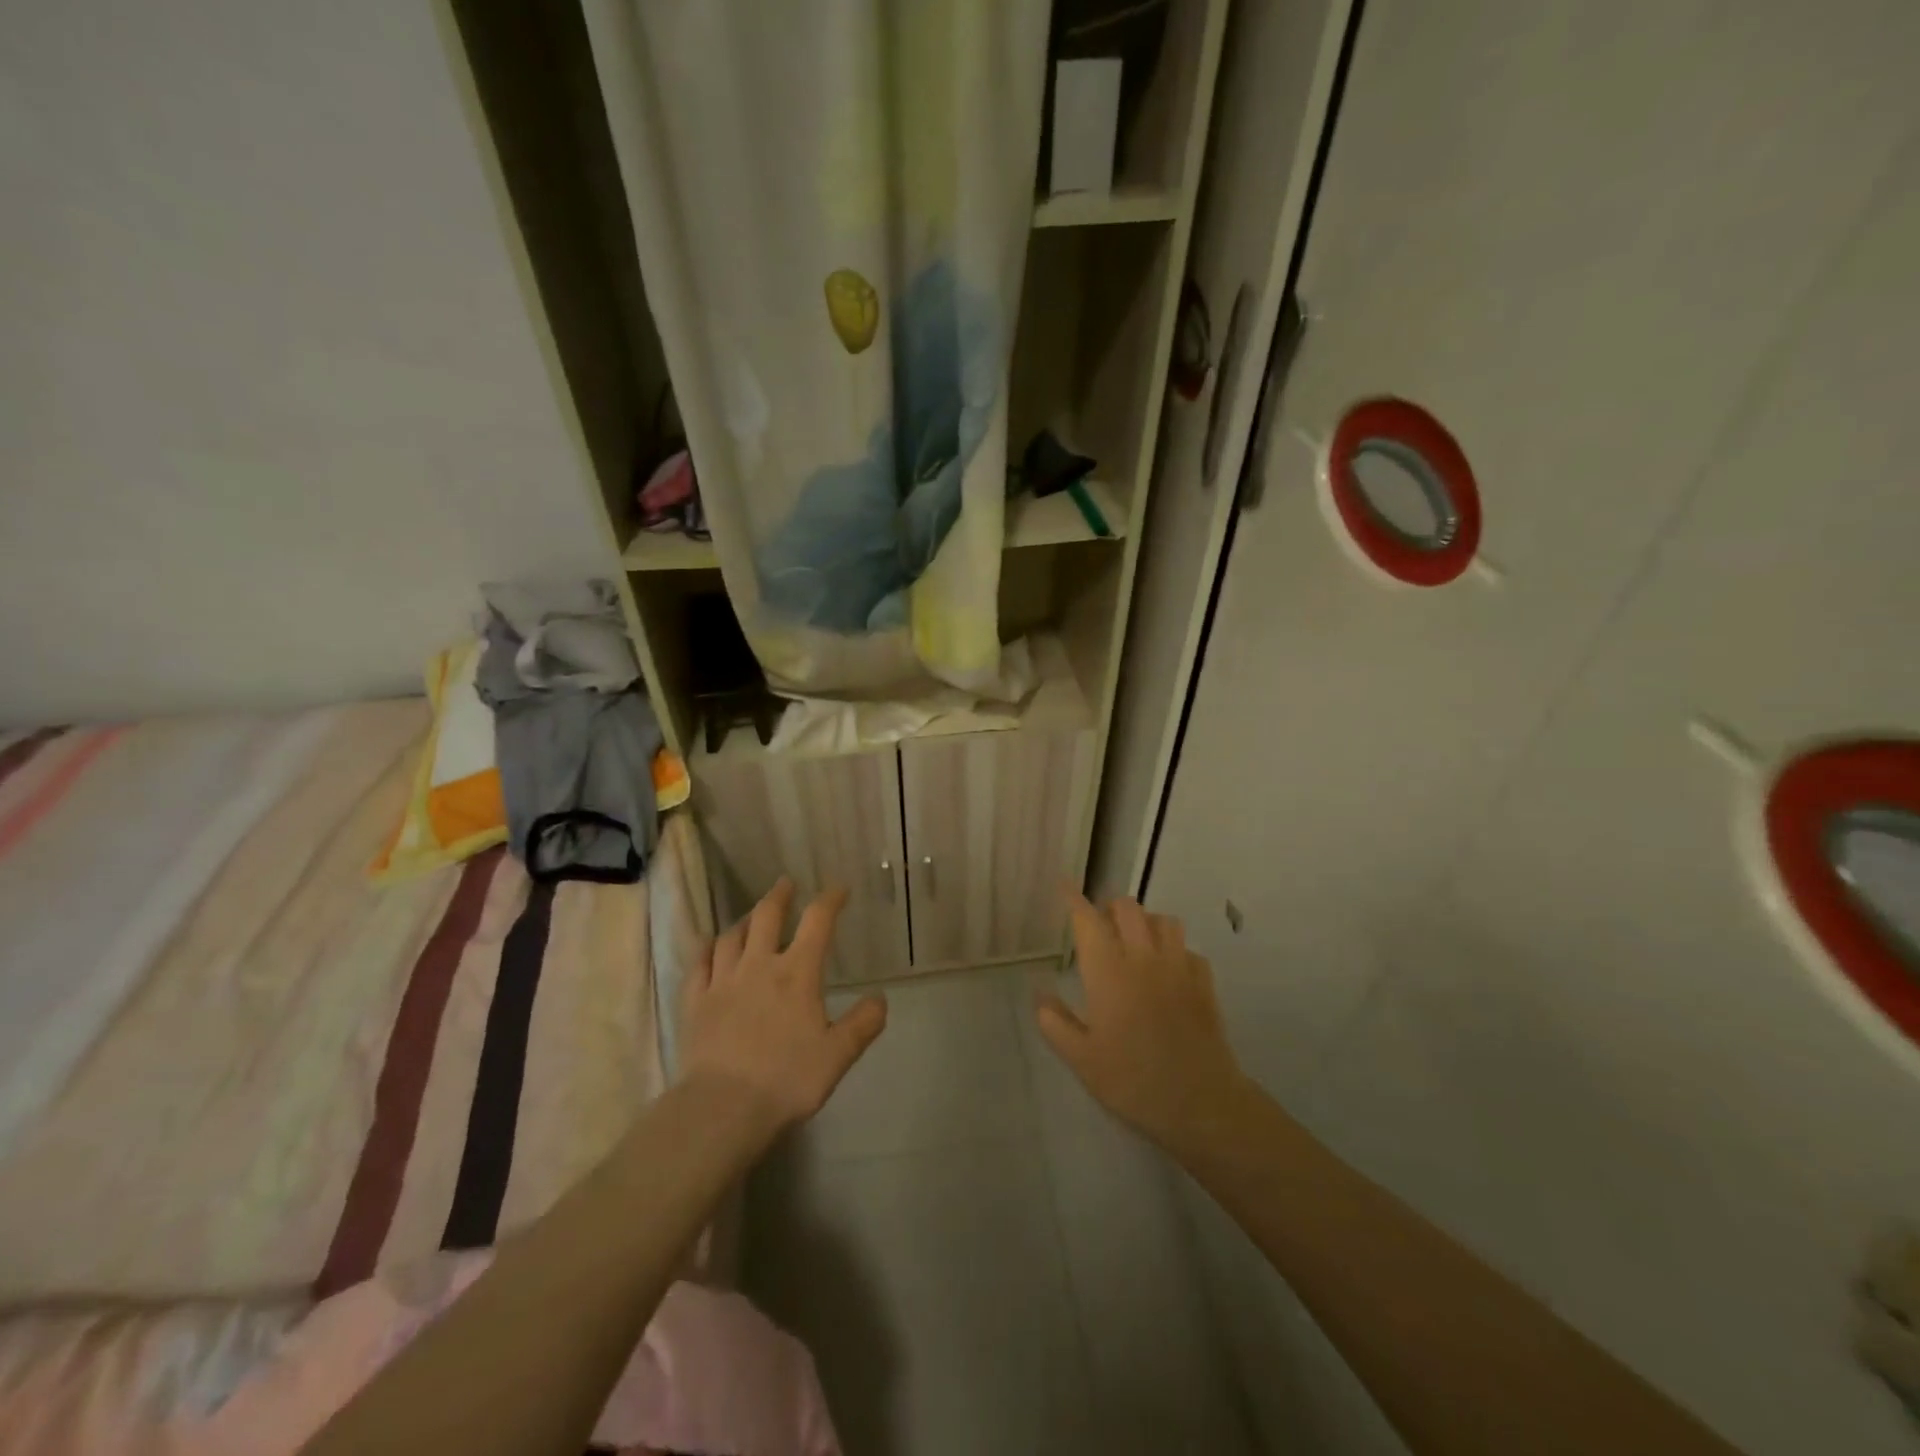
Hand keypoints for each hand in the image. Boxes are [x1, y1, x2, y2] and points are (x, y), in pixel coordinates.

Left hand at [679, 879, 887, 1133]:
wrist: (723, 1107)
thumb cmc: (787, 1079)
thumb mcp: (838, 1055)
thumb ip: (863, 1023)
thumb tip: (880, 997)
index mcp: (797, 973)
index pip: (817, 922)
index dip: (830, 900)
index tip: (839, 889)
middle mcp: (758, 966)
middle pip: (766, 916)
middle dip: (779, 896)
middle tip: (786, 884)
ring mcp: (722, 982)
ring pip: (730, 937)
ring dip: (744, 921)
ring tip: (750, 917)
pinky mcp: (695, 1002)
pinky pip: (699, 964)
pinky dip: (706, 950)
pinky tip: (709, 948)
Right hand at [1037, 893, 1253, 1157]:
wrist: (1200, 1102)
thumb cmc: (1132, 1080)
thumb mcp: (1081, 1059)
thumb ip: (1055, 1022)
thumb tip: (1039, 994)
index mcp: (1108, 971)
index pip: (1087, 920)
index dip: (1073, 899)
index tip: (1064, 885)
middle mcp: (1143, 958)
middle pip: (1127, 908)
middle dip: (1110, 907)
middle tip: (1100, 924)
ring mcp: (1178, 966)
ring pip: (1163, 920)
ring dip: (1145, 921)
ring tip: (1135, 940)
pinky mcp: (1204, 982)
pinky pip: (1188, 949)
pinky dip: (1174, 949)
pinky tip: (1168, 969)